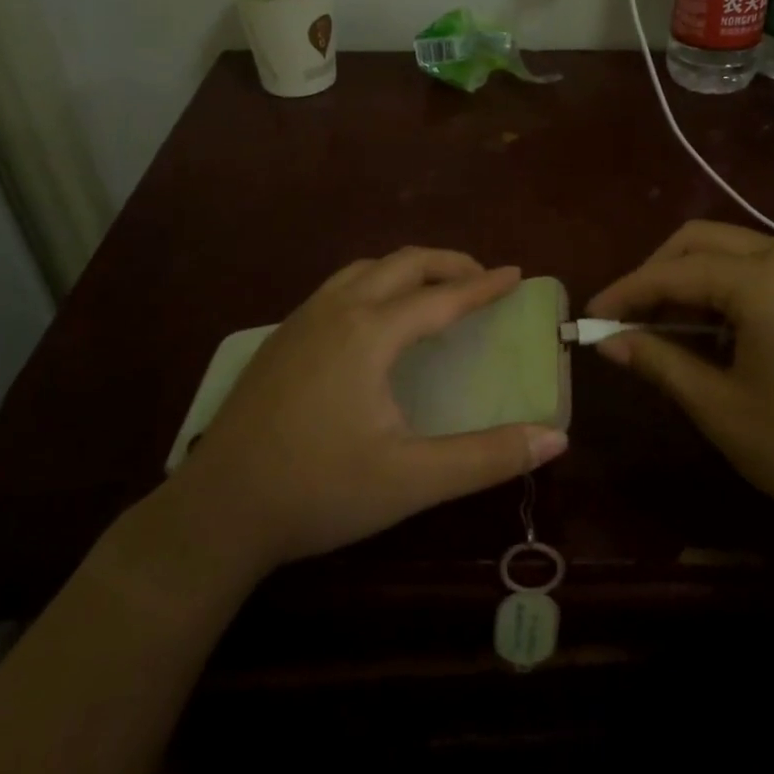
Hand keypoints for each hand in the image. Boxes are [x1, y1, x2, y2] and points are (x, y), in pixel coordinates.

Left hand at [164, 248, 568, 576]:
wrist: (217, 510)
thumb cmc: (319, 491)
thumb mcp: (411, 480)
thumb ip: (486, 458)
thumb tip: (556, 439)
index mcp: (370, 333)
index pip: (441, 297)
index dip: (483, 286)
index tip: (515, 273)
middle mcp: (337, 310)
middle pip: (402, 264)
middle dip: (448, 263)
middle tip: (481, 280)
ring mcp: (301, 319)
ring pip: (364, 269)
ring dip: (407, 269)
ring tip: (434, 291)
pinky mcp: (280, 337)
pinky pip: (338, 287)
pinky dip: (375, 283)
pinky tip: (375, 318)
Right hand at [587, 221, 773, 553]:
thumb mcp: (724, 410)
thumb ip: (661, 363)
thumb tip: (609, 340)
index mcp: (761, 279)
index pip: (672, 271)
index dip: (625, 292)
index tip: (589, 317)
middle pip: (700, 240)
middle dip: (656, 272)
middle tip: (627, 317)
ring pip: (733, 249)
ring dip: (691, 276)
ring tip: (666, 325)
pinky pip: (764, 267)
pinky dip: (727, 285)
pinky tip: (720, 329)